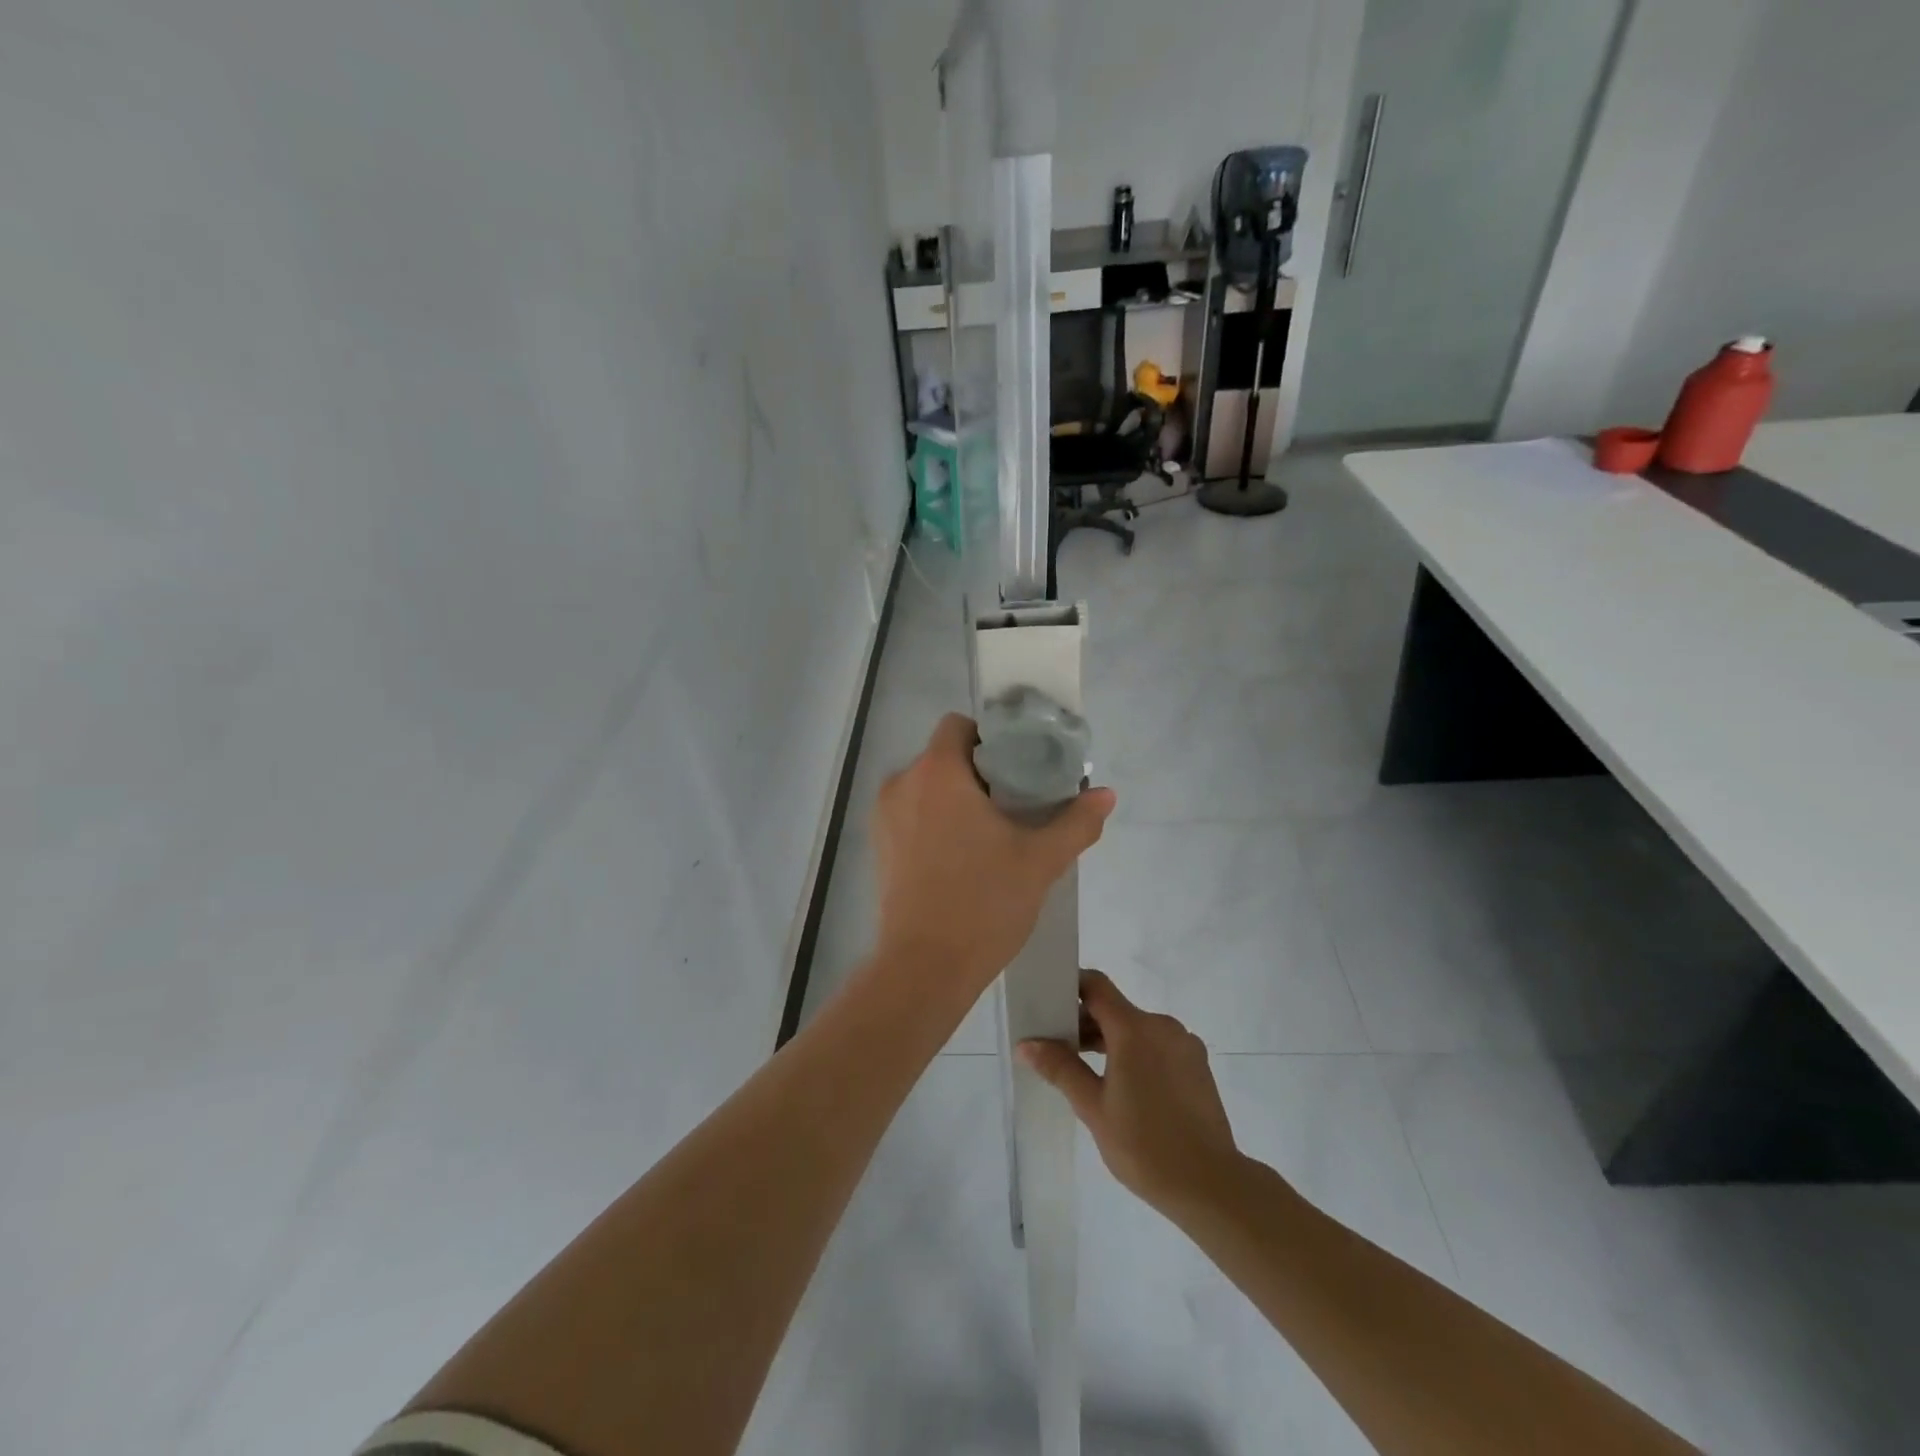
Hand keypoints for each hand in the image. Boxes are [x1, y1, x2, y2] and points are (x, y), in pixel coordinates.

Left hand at [873, 713, 1114, 995]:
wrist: (924, 968)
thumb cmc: (983, 904)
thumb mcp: (1041, 861)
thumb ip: (1076, 822)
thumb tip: (1106, 794)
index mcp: (937, 772)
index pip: (958, 726)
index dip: (991, 738)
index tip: (1019, 767)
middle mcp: (903, 783)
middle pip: (944, 756)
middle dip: (980, 772)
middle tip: (1017, 803)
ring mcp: (884, 816)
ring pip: (928, 787)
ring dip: (958, 798)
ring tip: (992, 833)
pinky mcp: (879, 846)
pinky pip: (913, 814)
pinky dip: (936, 821)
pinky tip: (963, 856)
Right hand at [1019, 971, 1241, 1215]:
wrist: (1211, 1185)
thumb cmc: (1144, 1145)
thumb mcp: (1093, 1108)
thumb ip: (1060, 1068)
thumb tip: (1026, 1044)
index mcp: (1135, 1029)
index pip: (1097, 986)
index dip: (1071, 987)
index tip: (1049, 1003)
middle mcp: (1162, 1026)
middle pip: (1116, 1009)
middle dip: (1086, 1023)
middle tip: (1059, 1049)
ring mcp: (1184, 1044)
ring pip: (1137, 1029)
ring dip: (1111, 1041)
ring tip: (1088, 1073)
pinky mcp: (1198, 1065)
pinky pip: (1158, 1045)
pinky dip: (1136, 1054)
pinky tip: (1125, 1088)